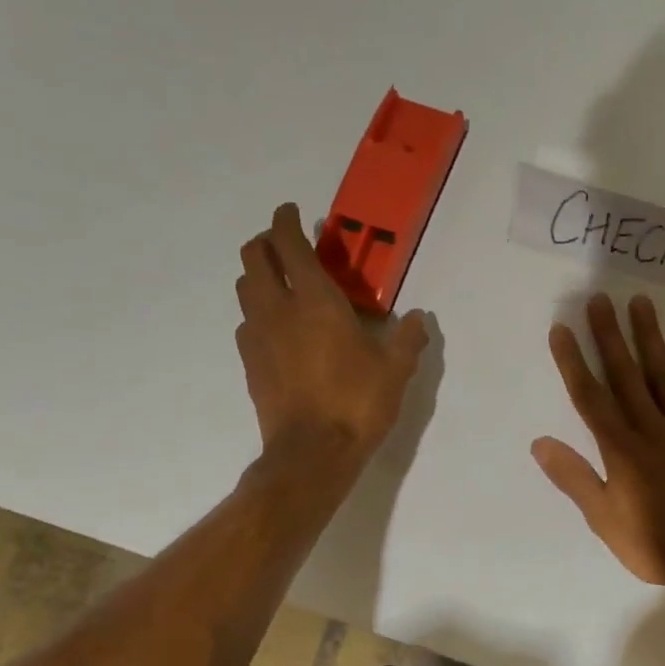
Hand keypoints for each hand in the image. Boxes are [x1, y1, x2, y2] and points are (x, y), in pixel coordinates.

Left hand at [235, 204, 428, 464]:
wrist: (312, 453)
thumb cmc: (357, 403)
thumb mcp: (395, 370)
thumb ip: (408, 339)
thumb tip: (419, 318)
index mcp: (316, 300)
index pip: (289, 244)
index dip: (286, 221)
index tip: (292, 212)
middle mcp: (278, 309)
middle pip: (254, 258)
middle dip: (265, 242)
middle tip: (285, 245)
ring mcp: (257, 337)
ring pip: (244, 289)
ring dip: (258, 276)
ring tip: (281, 284)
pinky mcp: (249, 364)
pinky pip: (247, 323)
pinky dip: (258, 313)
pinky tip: (278, 330)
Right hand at [533, 293, 664, 587]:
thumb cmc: (658, 545)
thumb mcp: (605, 521)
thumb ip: (575, 479)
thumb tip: (540, 443)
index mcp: (620, 451)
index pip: (590, 399)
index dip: (573, 363)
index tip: (561, 330)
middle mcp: (652, 429)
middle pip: (625, 377)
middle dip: (609, 338)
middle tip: (598, 300)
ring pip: (664, 376)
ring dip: (650, 339)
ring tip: (640, 303)